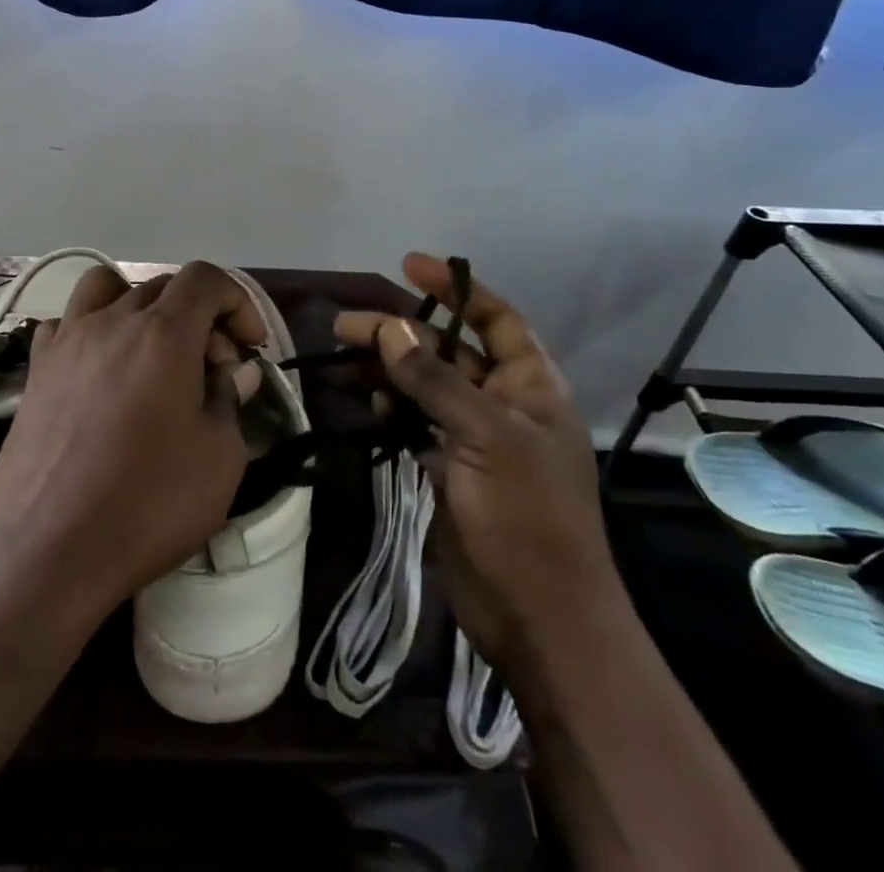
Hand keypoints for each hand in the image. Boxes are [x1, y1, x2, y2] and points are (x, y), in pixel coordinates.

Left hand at [0, 261, 262, 617]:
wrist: (50, 549)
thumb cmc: (148, 503)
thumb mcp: (219, 459)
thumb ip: (231, 400)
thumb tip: (234, 372)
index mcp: (164, 333)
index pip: (206, 278)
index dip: (237, 301)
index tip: (248, 346)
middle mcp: (113, 321)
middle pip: (163, 286)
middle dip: (198, 316)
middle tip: (211, 370)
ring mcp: (67, 341)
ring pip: (106, 288)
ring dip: (139, 306)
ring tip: (150, 352)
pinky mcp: (36, 369)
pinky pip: (64, 323)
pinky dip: (89, 330)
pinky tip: (98, 372)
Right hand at [335, 254, 622, 672]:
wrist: (539, 618)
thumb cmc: (527, 517)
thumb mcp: (485, 437)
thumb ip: (434, 380)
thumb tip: (390, 329)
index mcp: (531, 385)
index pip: (494, 318)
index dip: (455, 289)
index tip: (409, 266)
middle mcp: (503, 402)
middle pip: (447, 350)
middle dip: (401, 332)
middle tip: (346, 325)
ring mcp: (474, 436)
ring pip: (425, 385)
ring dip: (389, 369)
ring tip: (344, 356)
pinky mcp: (449, 467)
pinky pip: (415, 421)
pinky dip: (391, 407)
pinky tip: (369, 402)